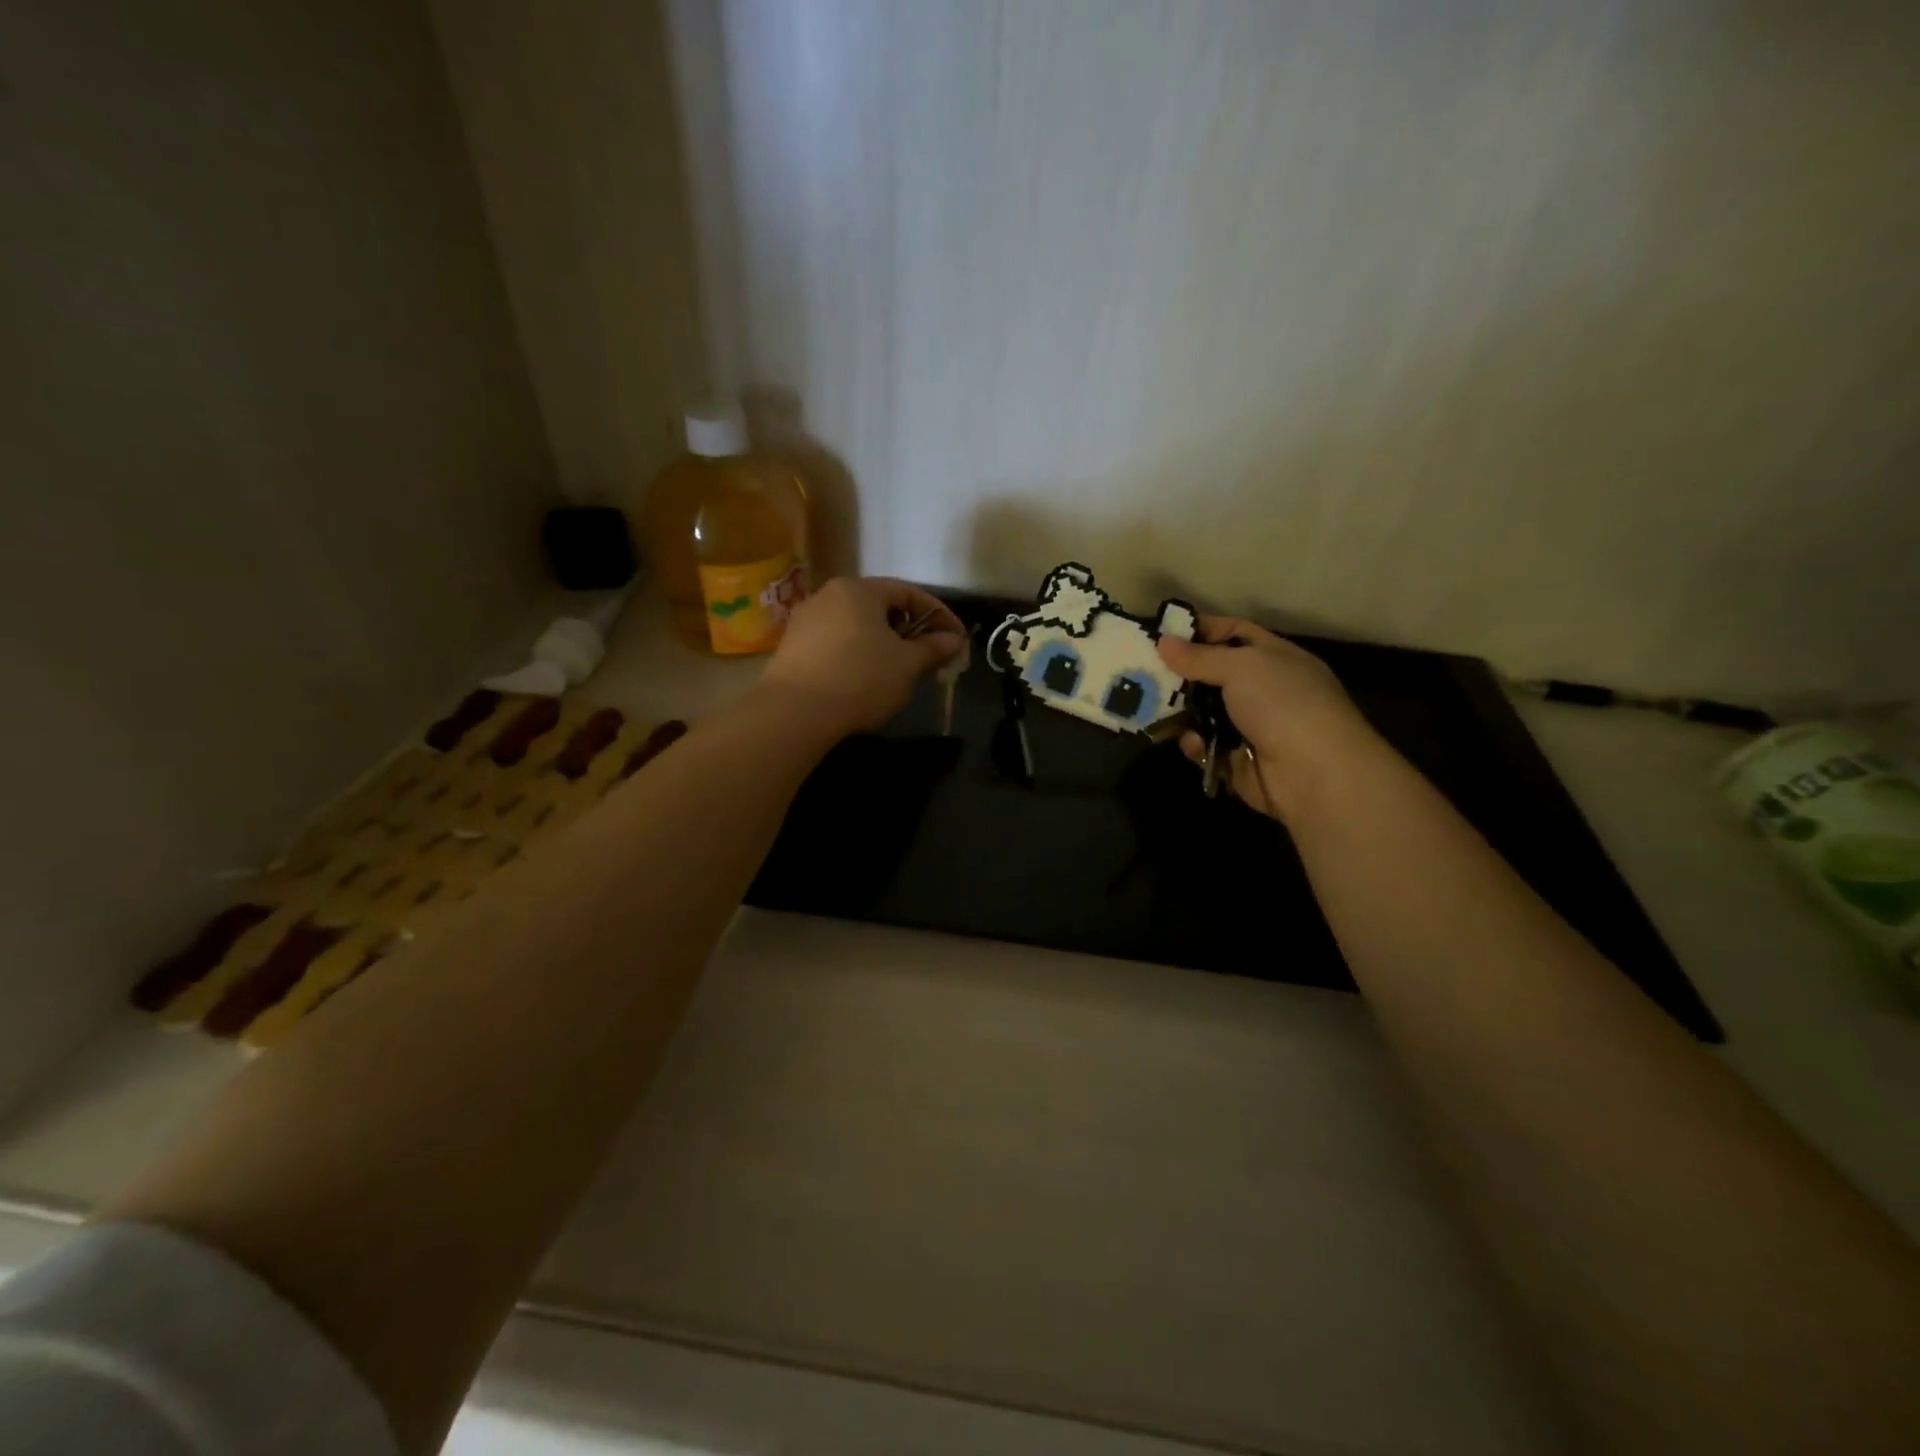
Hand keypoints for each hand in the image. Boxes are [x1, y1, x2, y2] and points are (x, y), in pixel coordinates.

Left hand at [757, 577, 966, 737]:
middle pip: (880, 607)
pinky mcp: (792, 647)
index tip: (957, 640)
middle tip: (930, 657)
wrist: (794, 713)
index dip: (939, 615)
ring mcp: (805, 620)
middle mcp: (829, 595)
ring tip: (900, 671)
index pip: (909, 592)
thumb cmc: (860, 678)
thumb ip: (933, 648)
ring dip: (884, 644)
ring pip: (857, 626)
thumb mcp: (907, 665)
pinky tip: (865, 679)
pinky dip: (858, 655)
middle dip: (910, 631)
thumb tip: (954, 640)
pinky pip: (836, 643)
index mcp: (859, 589)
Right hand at [1157, 616, 1383, 821]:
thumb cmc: (1282, 704)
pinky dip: (1196, 744)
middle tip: (1145, 673)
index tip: (1166, 634)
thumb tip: (1163, 642)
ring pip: (1205, 713)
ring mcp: (1253, 727)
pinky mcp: (1240, 761)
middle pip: (1214, 674)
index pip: (1235, 632)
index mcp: (1275, 657)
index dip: (1203, 630)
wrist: (1314, 772)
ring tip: (1152, 709)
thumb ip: (1199, 656)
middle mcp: (1264, 689)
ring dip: (1182, 712)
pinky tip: (1191, 743)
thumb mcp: (1241, 667)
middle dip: (1182, 674)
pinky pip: (1207, 747)